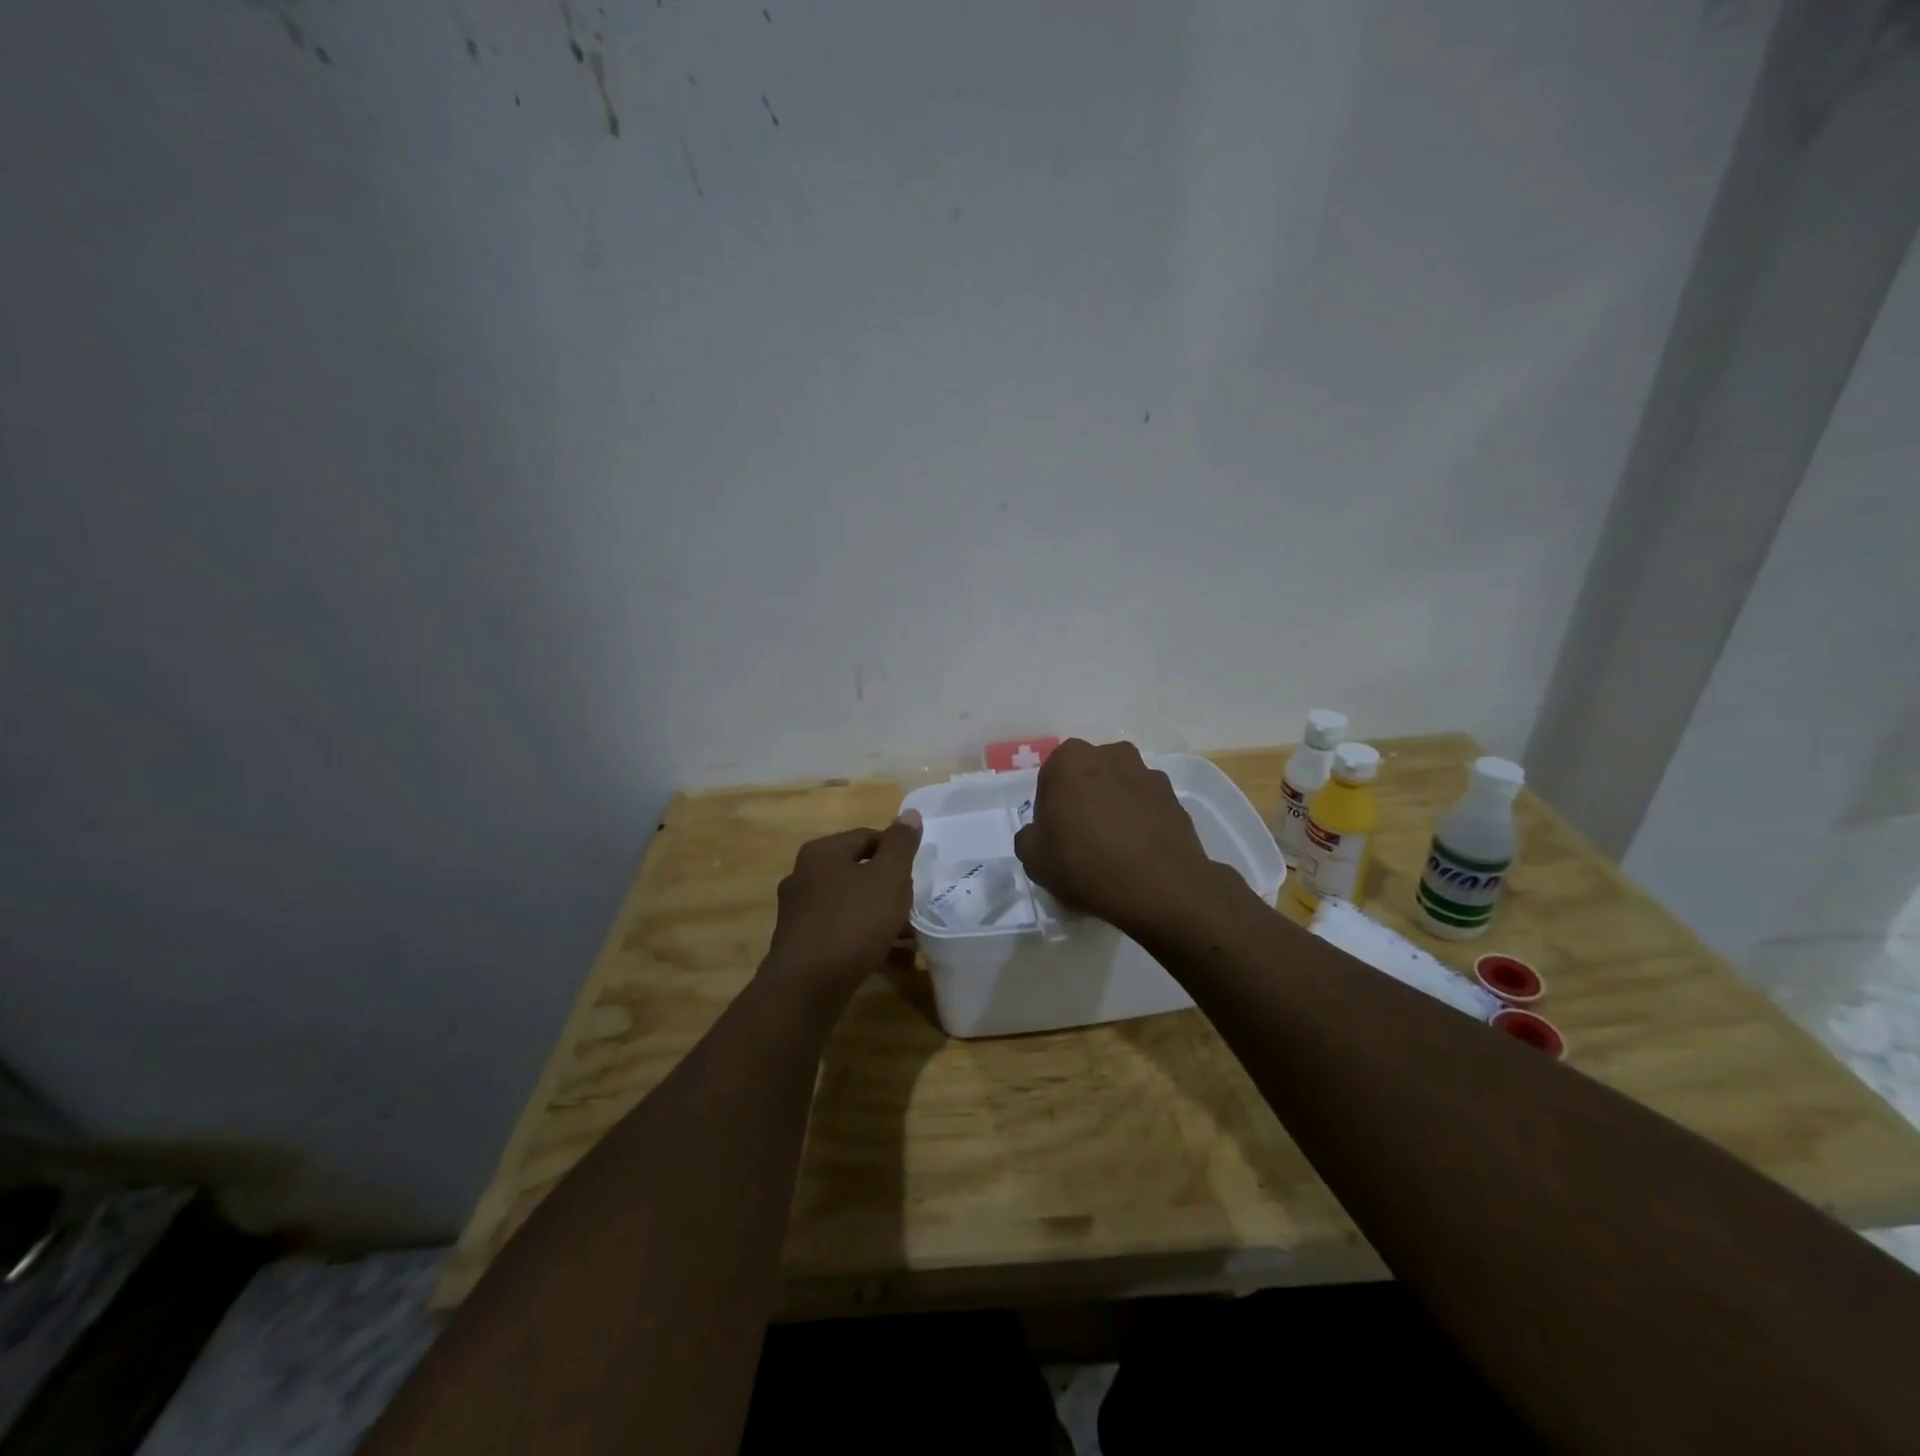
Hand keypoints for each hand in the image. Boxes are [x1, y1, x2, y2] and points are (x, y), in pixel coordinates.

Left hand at [762, 812, 922, 1009]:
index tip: (916, 875)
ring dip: (880, 917)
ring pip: (850, 905)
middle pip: (858, 872)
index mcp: (822, 852)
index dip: (896, 852)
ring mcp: (799, 912)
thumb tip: (909, 813)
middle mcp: (804, 876)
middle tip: (912, 905)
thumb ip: (901, 845)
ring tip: (909, 937)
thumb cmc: (853, 921)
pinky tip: (890, 959)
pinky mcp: (800, 945)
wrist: (807, 986)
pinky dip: (864, 940)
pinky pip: (840, 932)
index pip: (867, 837)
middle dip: (889, 888)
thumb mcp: (888, 877)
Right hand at [1013, 739, 1230, 936]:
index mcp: (1069, 760)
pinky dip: (1140, 820)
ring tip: (1114, 848)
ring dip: (1113, 807)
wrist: (1159, 886)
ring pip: (1119, 787)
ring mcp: (1146, 773)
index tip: (1056, 836)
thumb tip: (1040, 833)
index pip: (1050, 779)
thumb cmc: (1085, 864)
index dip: (1050, 809)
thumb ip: (1028, 838)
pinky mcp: (1173, 796)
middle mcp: (1109, 755)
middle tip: (1082, 839)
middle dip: (1083, 800)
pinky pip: (1146, 805)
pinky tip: (1138, 851)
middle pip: (1087, 776)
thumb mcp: (1034, 860)